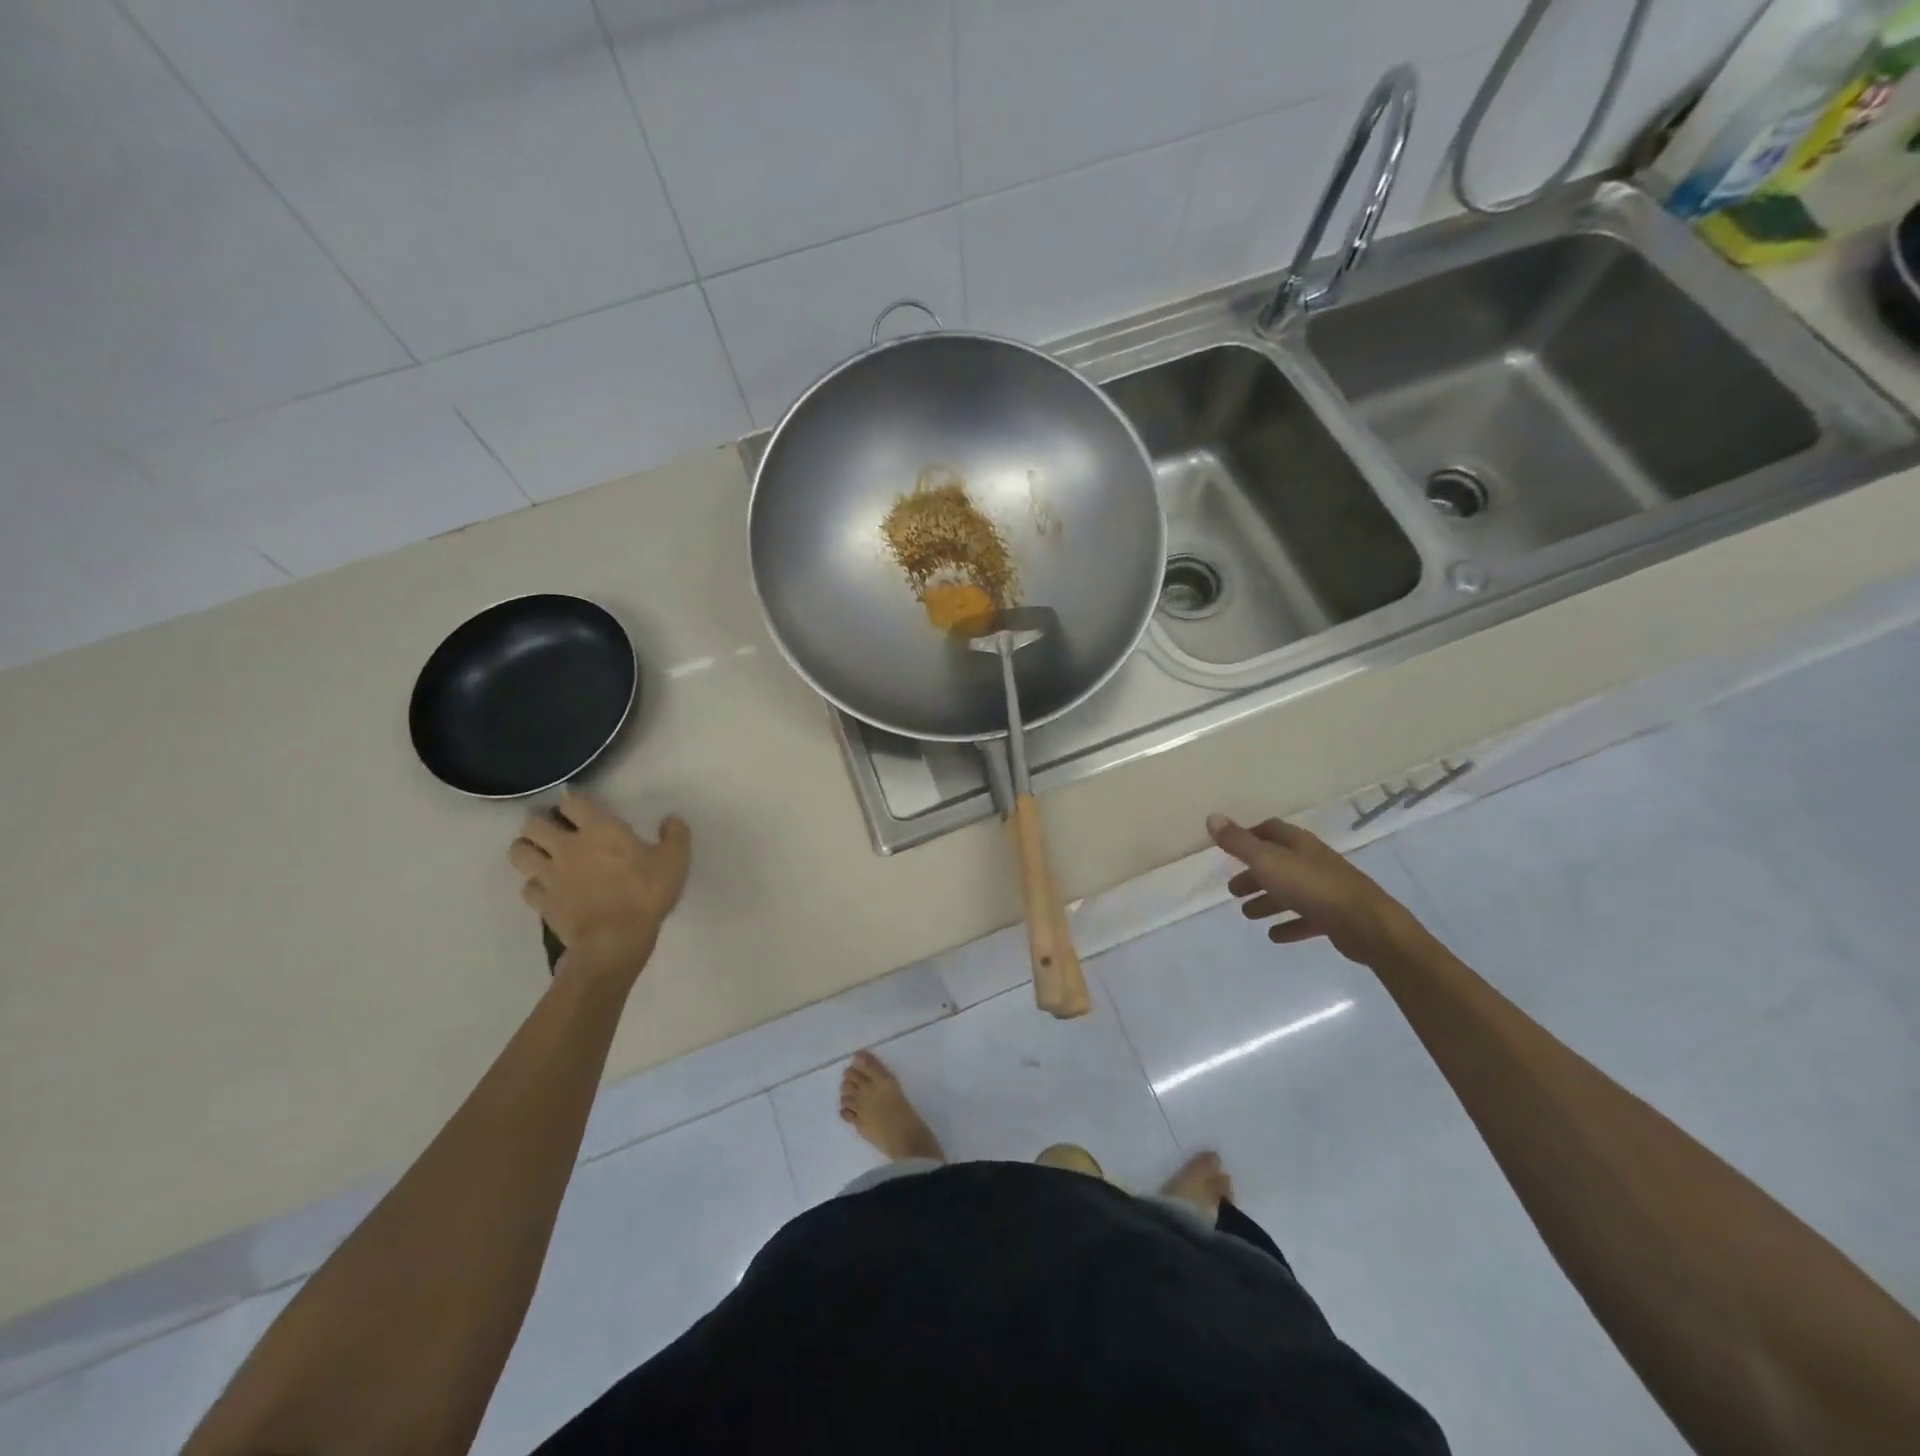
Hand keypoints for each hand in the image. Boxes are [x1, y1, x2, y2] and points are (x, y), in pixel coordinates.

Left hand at [509, 790, 691, 979]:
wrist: (615, 939)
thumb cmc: (645, 893)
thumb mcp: (675, 860)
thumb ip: (675, 835)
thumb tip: (672, 819)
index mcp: (598, 829)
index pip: (572, 801)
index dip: (573, 800)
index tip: (581, 806)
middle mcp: (567, 847)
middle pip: (533, 824)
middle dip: (541, 823)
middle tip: (557, 830)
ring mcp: (550, 875)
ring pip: (519, 852)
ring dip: (527, 849)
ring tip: (542, 854)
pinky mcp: (542, 902)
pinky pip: (527, 887)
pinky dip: (535, 885)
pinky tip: (549, 889)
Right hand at [1207, 813, 1421, 966]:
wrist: (1368, 925)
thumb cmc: (1313, 887)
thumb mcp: (1268, 862)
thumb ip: (1239, 842)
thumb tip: (1212, 817)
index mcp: (1299, 844)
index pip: (1271, 830)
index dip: (1250, 836)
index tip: (1230, 848)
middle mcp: (1314, 862)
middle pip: (1278, 863)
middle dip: (1254, 874)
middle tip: (1233, 890)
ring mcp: (1327, 890)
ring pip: (1290, 892)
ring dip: (1268, 901)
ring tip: (1247, 915)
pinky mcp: (1335, 917)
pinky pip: (1306, 918)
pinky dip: (1288, 924)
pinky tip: (1274, 936)